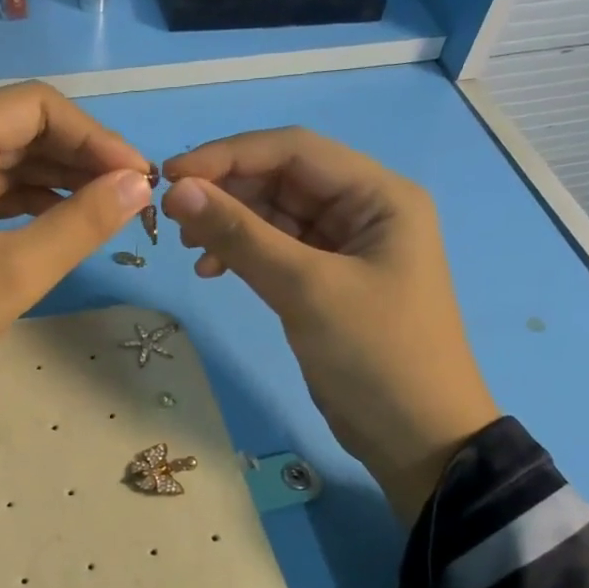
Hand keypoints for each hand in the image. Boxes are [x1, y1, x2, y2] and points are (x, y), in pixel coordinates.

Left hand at [0, 82, 152, 448]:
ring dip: (59, 182)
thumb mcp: (14, 272)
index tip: (137, 176)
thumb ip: (81, 224)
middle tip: (131, 198)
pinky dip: (29, 205)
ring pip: (7, 164)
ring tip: (108, 212)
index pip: (36, 106)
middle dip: (80, 158)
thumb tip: (138, 185)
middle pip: (21, 130)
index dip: (94, 135)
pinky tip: (63, 226)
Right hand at [161, 129, 498, 519]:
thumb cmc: (375, 356)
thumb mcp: (307, 290)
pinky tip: (213, 272)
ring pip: (276, 217)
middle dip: (227, 192)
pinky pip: (278, 253)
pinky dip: (244, 256)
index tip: (171, 177)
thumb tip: (178, 191)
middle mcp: (364, 210)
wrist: (417, 437)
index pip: (294, 150)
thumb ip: (241, 236)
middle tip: (173, 219)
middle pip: (283, 180)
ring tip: (190, 250)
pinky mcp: (328, 284)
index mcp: (379, 195)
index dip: (229, 155)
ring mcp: (345, 249)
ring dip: (231, 226)